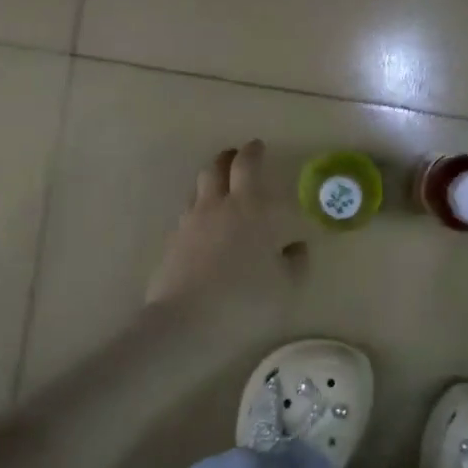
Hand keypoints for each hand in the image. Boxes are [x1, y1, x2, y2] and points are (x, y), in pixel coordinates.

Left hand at [145, 140, 304, 321]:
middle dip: (228, 158)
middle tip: (236, 157)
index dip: (253, 152)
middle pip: (216, 168)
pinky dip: (199, 211)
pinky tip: (205, 227)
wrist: (187, 321)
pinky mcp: (173, 242)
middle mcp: (217, 206)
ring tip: (220, 190)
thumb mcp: (286, 285)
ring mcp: (190, 222)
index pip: (248, 165)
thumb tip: (295, 245)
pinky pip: (187, 215)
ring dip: (210, 181)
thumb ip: (295, 261)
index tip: (258, 146)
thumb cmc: (245, 299)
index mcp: (250, 208)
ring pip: (198, 188)